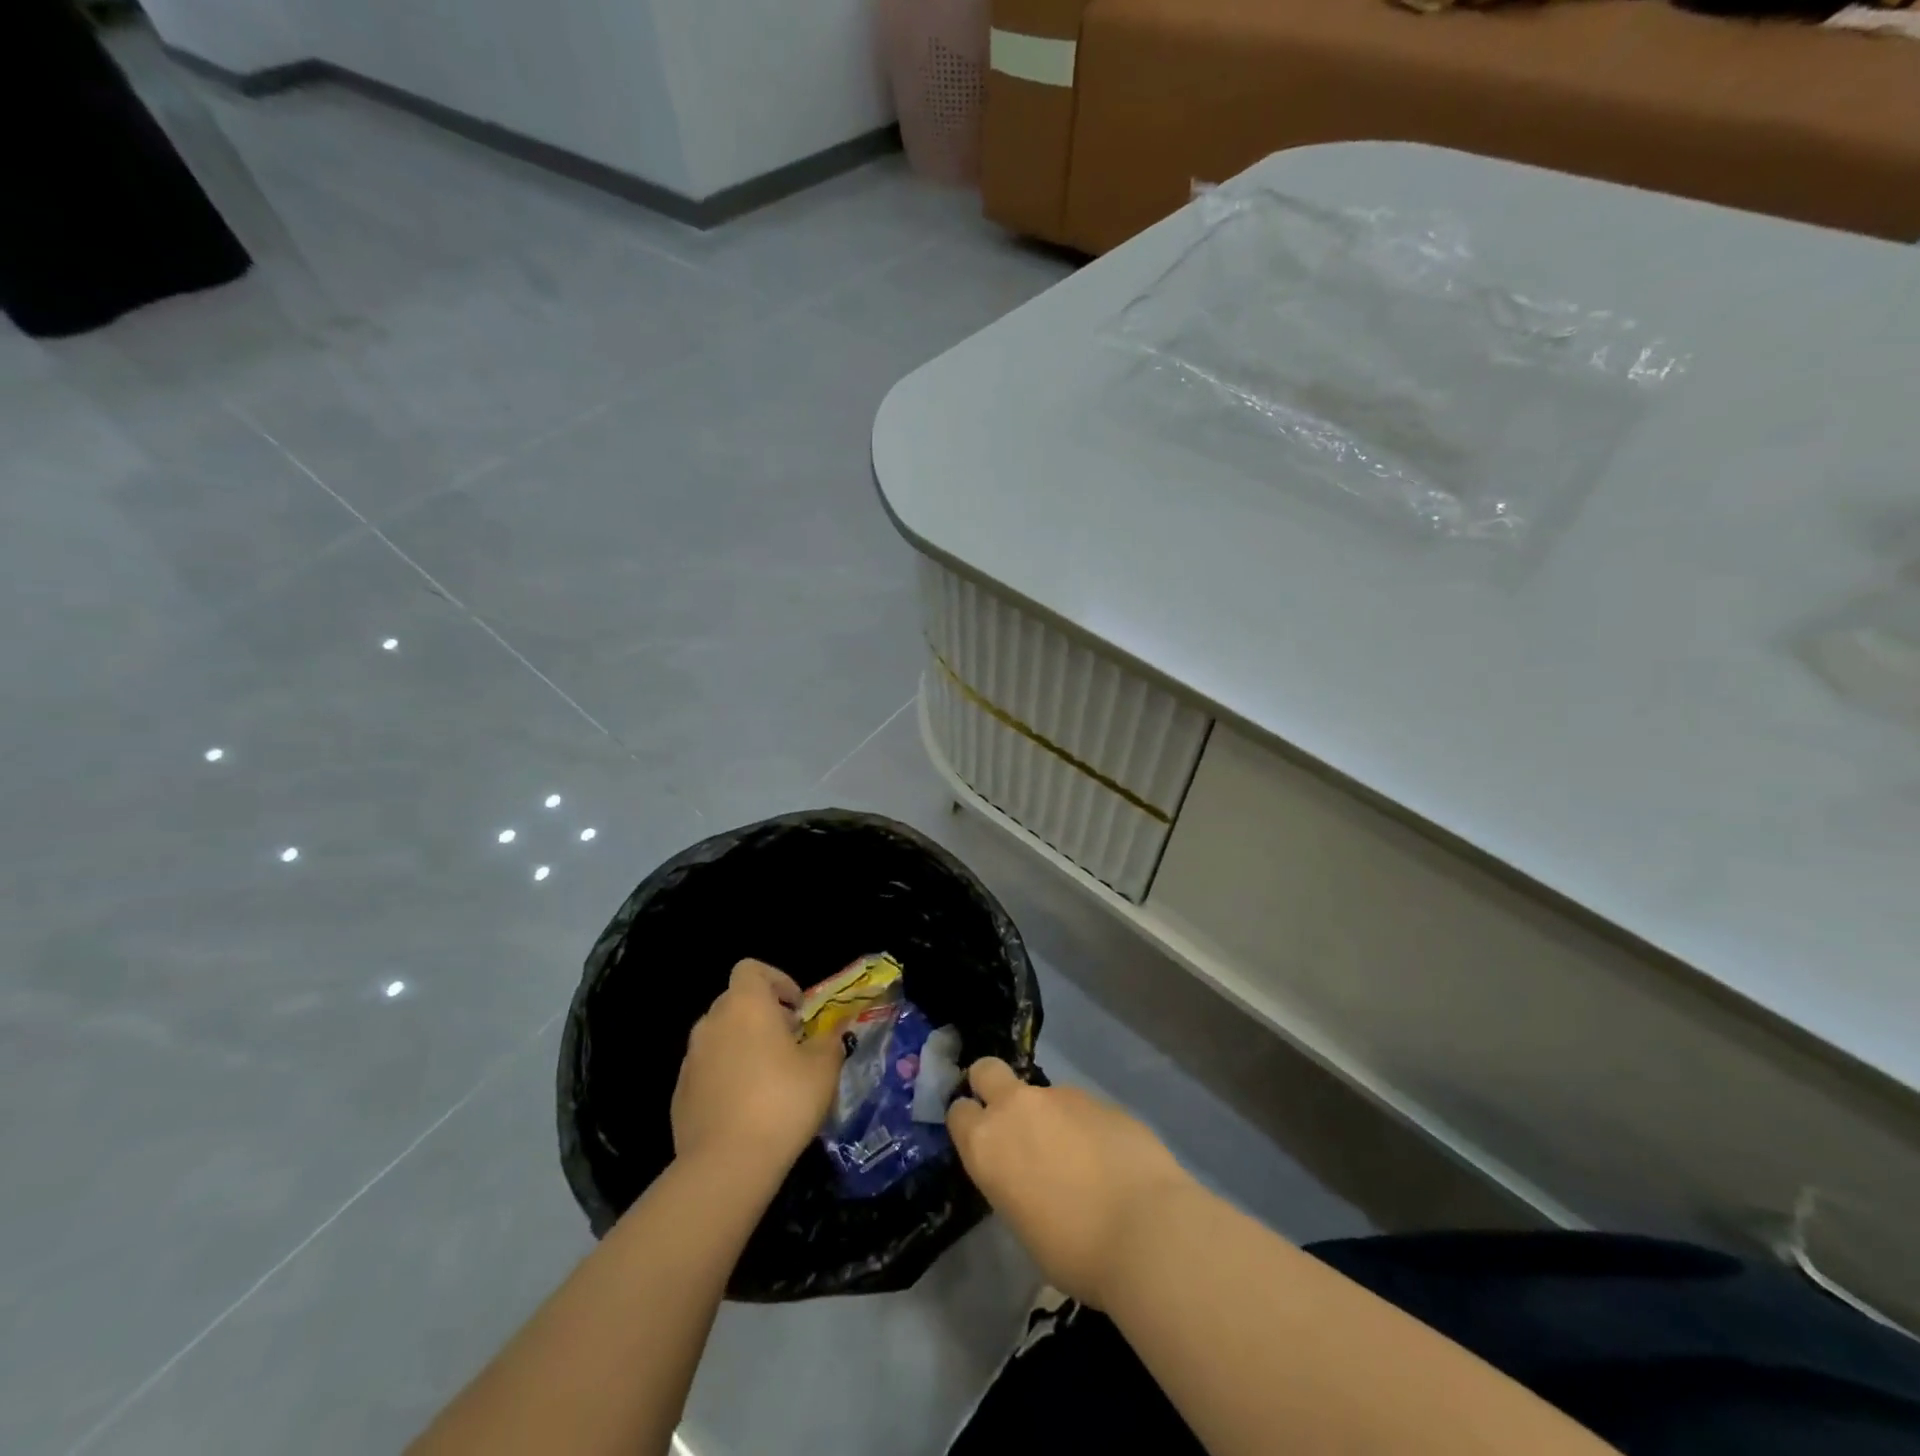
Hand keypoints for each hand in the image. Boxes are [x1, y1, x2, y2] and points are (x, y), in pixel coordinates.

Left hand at [671, 959, 844, 1182]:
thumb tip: (833, 1032)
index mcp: (745, 1005)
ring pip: (720, 1037)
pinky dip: (726, 1076)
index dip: (776, 980)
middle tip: (790, 1042)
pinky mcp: (680, 1094)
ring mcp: (691, 1059)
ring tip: (770, 1077)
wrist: (726, 1166)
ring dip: (743, 1045)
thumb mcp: (823, 1068)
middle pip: (735, 1001)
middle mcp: (712, 1023)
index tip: (797, 1008)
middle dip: (762, 1014)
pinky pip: (707, 1070)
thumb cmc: (782, 1102)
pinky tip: (746, 1108)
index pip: (751, 969)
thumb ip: (829, 1041)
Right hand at [948, 1058, 1192, 1308]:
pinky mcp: (1099, 1098)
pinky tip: (1110, 1162)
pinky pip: (1082, 1109)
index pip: (958, 1112)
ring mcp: (1061, 1096)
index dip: (969, 1123)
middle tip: (1012, 1121)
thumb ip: (1014, 1181)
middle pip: (987, 1070)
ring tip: (1080, 1163)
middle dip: (991, 1085)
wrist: (1146, 1231)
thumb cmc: (1074, 1250)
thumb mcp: (1023, 1224)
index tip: (982, 1141)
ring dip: (1051, 1117)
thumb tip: (1030, 1172)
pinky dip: (1088, 1128)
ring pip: (1043, 1095)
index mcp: (987, 1144)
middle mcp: (1017, 1107)